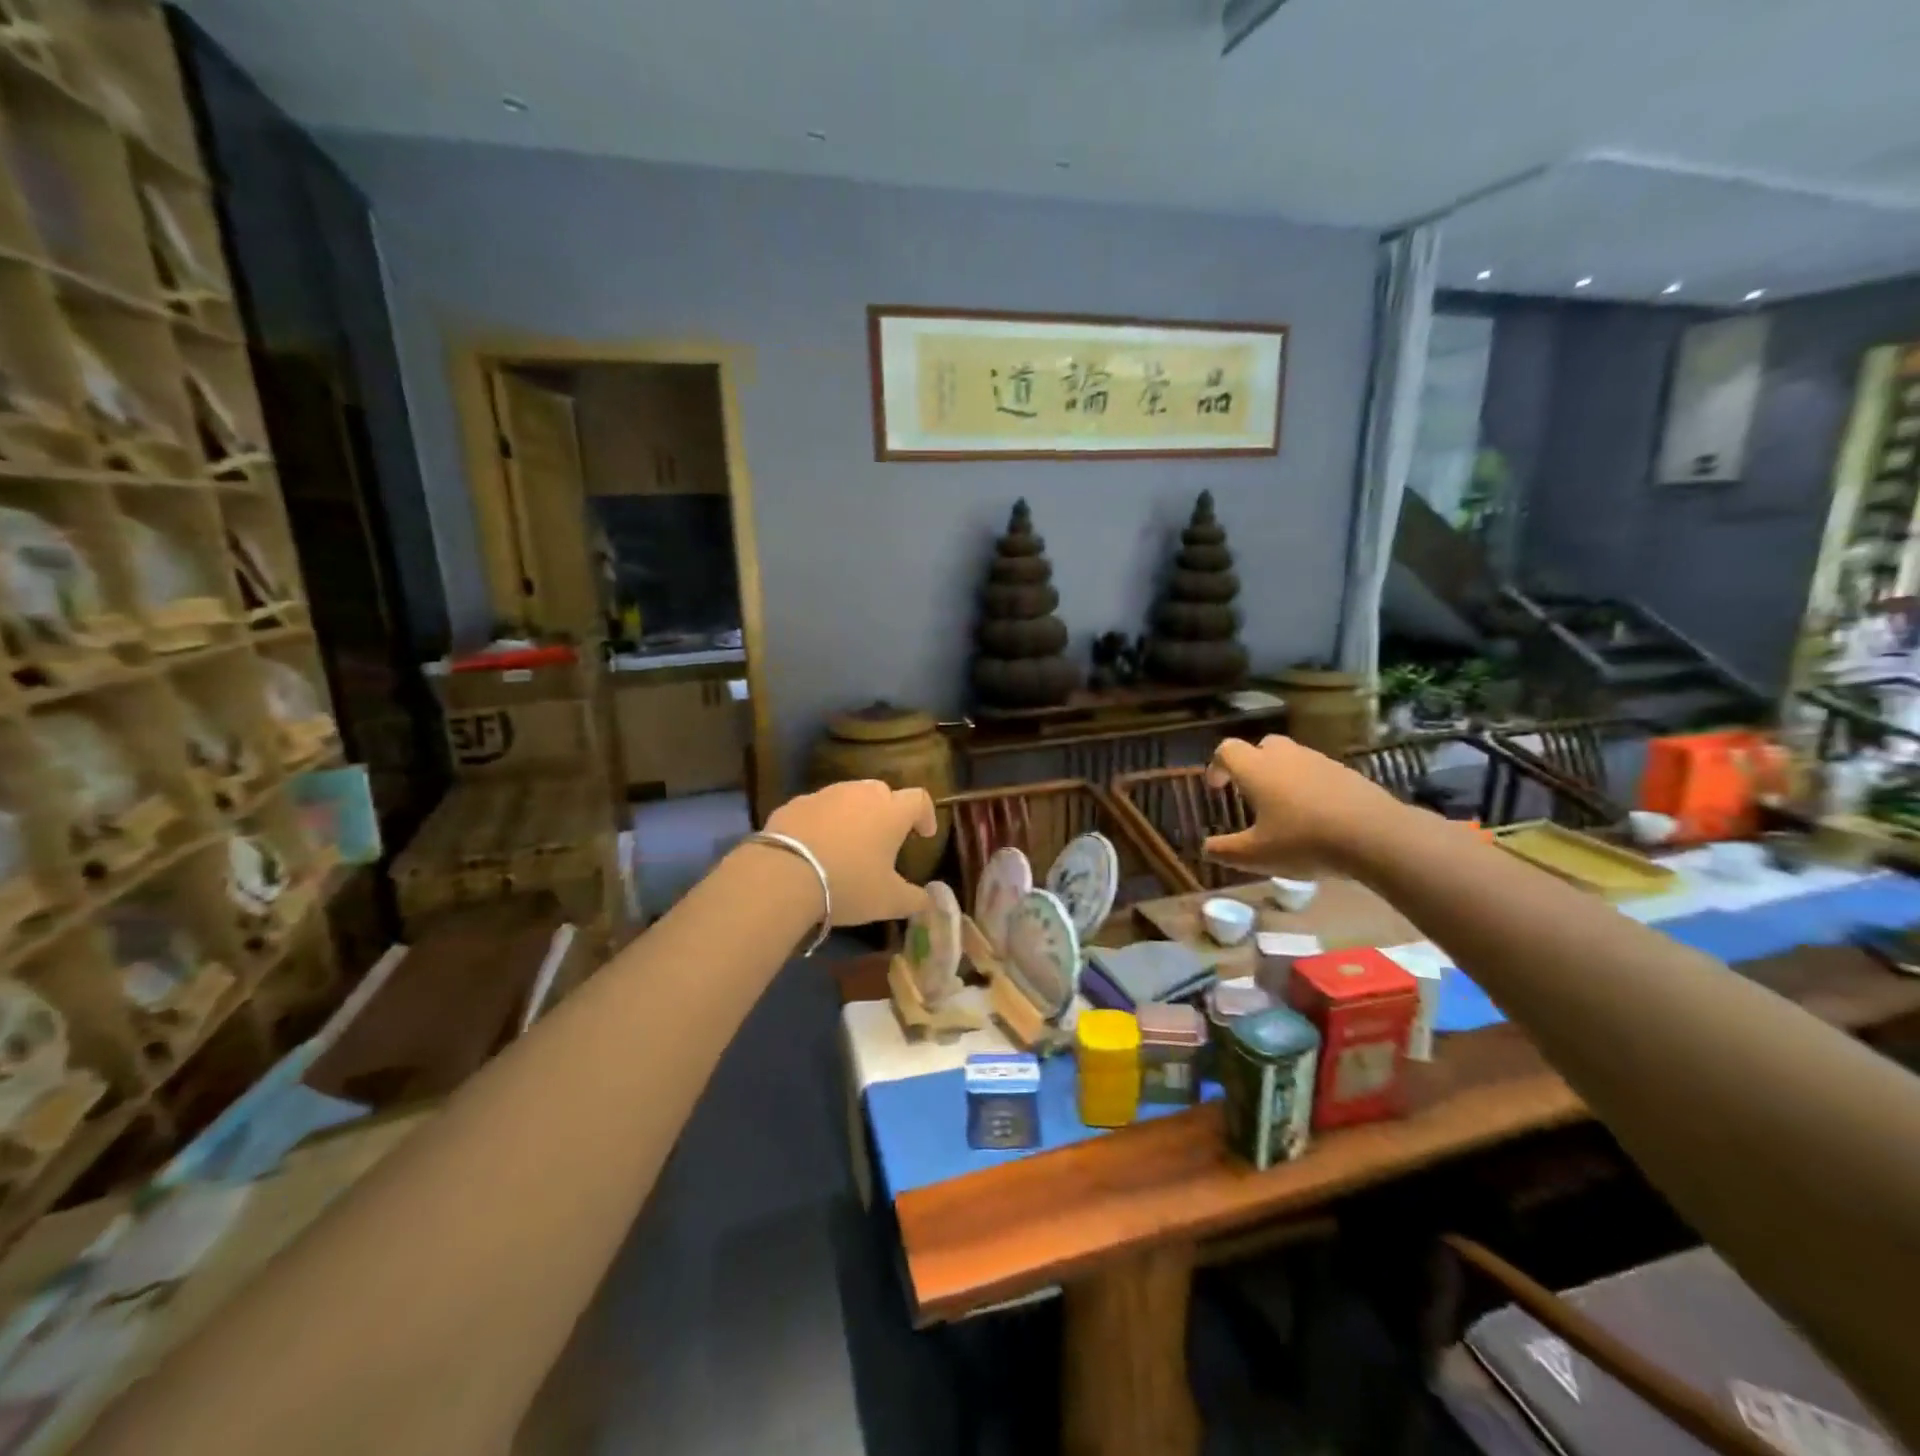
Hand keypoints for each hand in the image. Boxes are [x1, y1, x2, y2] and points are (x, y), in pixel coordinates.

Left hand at [763, 780, 937, 924]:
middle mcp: (861, 794)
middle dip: (888, 811)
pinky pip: (817, 808)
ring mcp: (825, 795)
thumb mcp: (888, 901)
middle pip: (883, 792)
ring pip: (847, 797)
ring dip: (853, 814)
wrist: (784, 875)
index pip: (919, 799)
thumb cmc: (848, 884)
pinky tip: (815, 846)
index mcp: (891, 811)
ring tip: (848, 843)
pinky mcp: (795, 803)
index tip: (924, 835)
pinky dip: (822, 822)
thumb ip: (915, 899)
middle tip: (884, 838)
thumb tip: (929, 901)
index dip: (925, 815)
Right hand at [1202, 735, 1402, 877]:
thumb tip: (1206, 849)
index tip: (1217, 788)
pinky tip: (1318, 816)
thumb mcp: (1256, 856)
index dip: (1217, 766)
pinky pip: (1319, 773)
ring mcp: (1320, 761)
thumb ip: (1226, 851)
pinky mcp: (1348, 773)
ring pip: (1293, 758)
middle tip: (1252, 793)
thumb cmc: (1304, 841)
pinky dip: (1311, 786)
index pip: (1227, 750)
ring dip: (1283, 775)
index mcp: (1257, 769)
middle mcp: (1286, 756)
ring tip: (1286, 808)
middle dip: (1253, 765)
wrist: (1376, 836)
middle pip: (1262, 746)